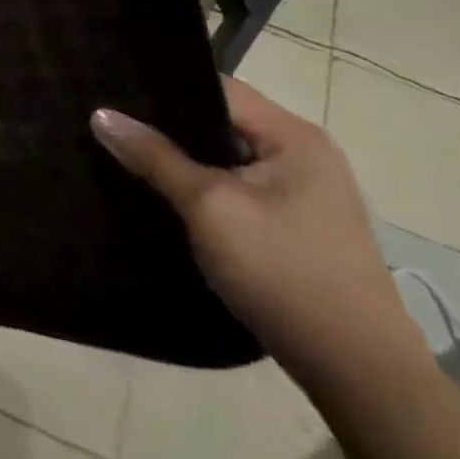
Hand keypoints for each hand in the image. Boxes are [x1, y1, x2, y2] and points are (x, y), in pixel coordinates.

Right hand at [92, 77, 430, 393]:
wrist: (359, 373)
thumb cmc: (284, 273)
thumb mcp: (209, 207)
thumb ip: (154, 156)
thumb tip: (101, 114)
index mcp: (294, 137)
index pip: (215, 87)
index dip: (160, 85)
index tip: (107, 86)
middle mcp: (302, 155)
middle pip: (217, 120)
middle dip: (163, 122)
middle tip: (104, 119)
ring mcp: (301, 194)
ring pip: (221, 156)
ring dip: (177, 156)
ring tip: (120, 150)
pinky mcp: (292, 225)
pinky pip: (232, 187)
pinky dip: (196, 185)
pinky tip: (158, 191)